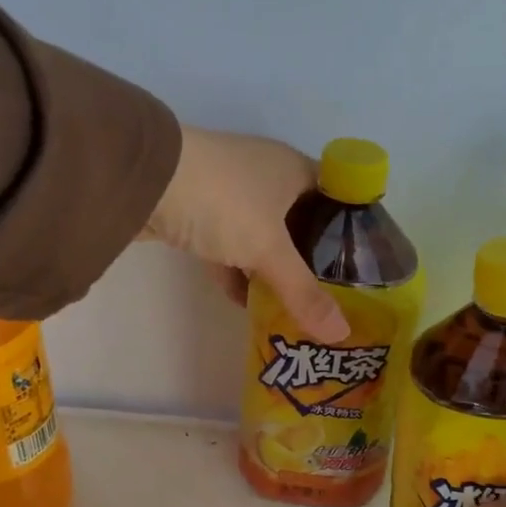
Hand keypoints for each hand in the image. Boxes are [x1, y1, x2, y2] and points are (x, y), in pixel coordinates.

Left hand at [143, 127, 348, 341]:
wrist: (142, 178)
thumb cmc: (223, 201)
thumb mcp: (269, 249)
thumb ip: (304, 293)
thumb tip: (340, 336)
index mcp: (294, 169)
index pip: (337, 197)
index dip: (352, 230)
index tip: (363, 268)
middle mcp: (266, 175)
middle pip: (300, 221)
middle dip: (312, 259)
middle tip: (333, 297)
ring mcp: (229, 193)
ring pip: (263, 236)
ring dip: (273, 269)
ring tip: (296, 307)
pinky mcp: (198, 212)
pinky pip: (229, 246)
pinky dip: (238, 272)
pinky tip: (248, 304)